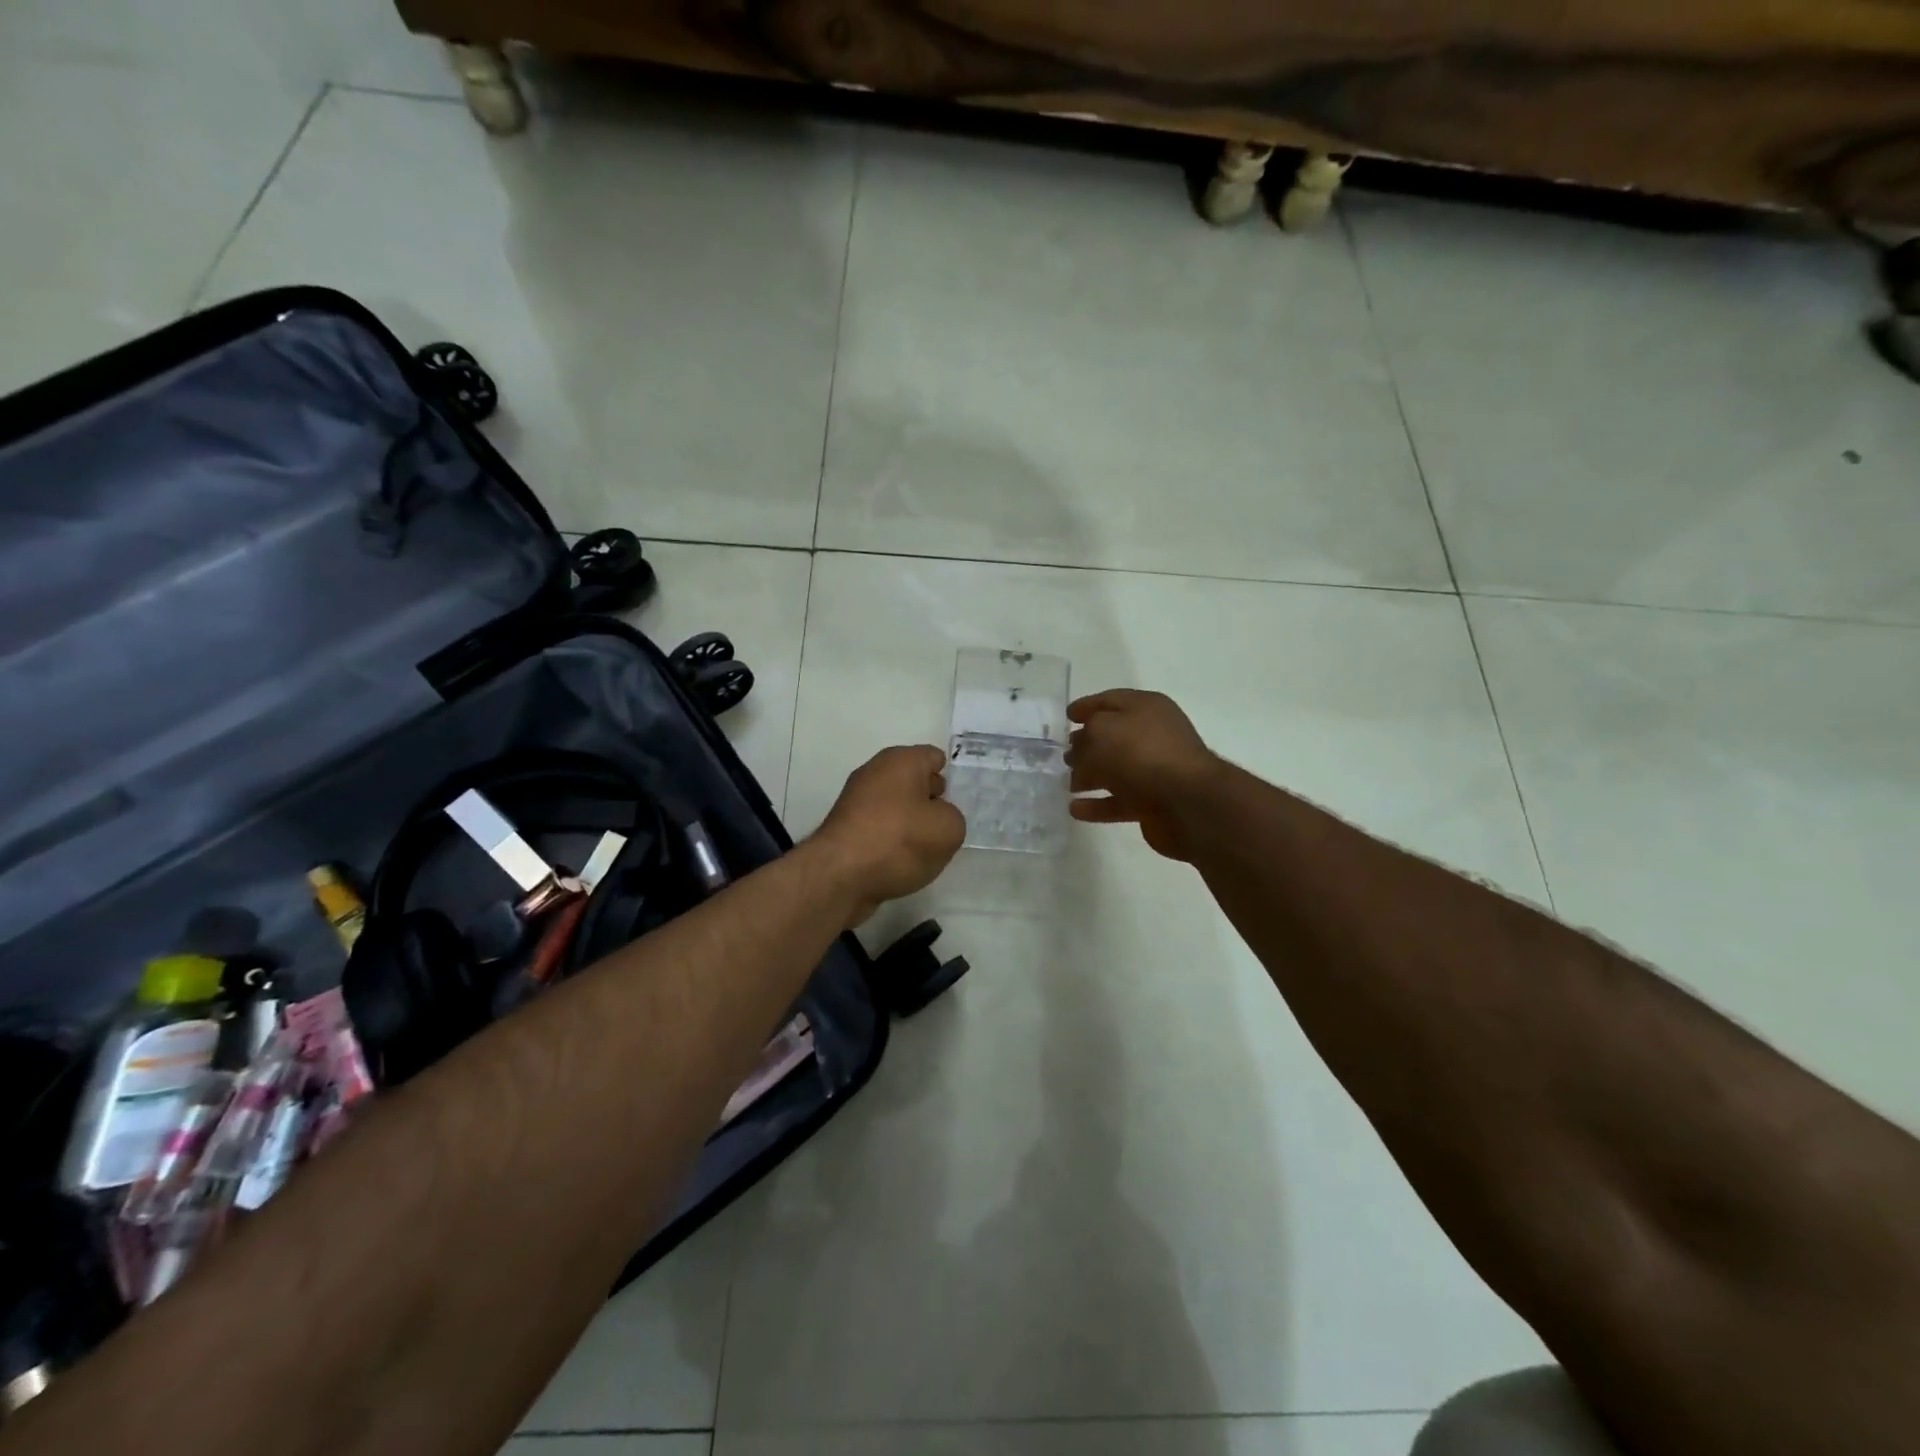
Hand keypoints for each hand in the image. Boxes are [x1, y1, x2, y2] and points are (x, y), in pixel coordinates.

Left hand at [809, 745, 965, 925]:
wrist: (840, 876)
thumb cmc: (899, 840)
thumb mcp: (948, 828)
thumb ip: (953, 817)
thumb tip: (937, 818)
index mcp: (901, 760)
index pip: (935, 758)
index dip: (951, 777)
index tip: (961, 801)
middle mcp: (876, 772)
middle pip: (914, 781)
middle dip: (932, 800)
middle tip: (947, 824)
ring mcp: (856, 799)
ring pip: (897, 805)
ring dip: (912, 822)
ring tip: (927, 848)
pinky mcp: (845, 827)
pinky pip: (880, 826)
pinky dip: (892, 839)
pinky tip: (901, 859)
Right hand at [1067, 690, 1221, 860]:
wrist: (1187, 802)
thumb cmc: (1141, 754)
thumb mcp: (1101, 733)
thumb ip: (1083, 739)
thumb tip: (1078, 754)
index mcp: (1146, 707)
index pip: (1110, 700)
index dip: (1086, 706)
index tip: (1066, 716)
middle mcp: (1153, 735)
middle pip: (1112, 737)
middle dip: (1086, 745)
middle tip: (1062, 754)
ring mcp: (1155, 770)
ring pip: (1115, 770)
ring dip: (1089, 776)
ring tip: (1064, 783)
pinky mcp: (1153, 803)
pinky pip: (1119, 801)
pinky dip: (1097, 805)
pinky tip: (1075, 809)